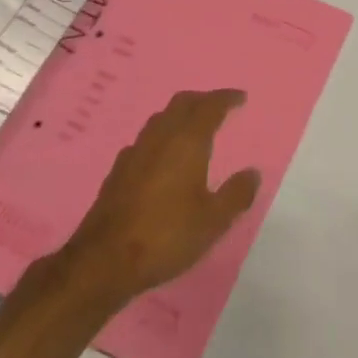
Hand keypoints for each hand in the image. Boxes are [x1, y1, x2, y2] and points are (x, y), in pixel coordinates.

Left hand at [65, 89, 261, 303]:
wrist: (104, 260)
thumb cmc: (166, 236)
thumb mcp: (212, 221)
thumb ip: (236, 195)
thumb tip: (253, 173)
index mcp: (187, 142)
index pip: (209, 107)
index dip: (226, 98)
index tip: (240, 97)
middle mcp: (160, 138)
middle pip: (181, 104)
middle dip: (202, 100)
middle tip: (218, 106)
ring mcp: (134, 152)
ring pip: (160, 119)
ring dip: (179, 115)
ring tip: (192, 127)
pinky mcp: (117, 171)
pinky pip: (144, 141)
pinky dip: (160, 138)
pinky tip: (161, 157)